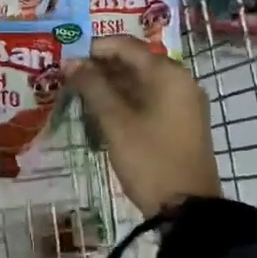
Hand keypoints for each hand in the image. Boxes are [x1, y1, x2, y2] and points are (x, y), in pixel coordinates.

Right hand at [65, 36, 221, 217]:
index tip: (66, 58)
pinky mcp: (181, 122)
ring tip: (79, 93)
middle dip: (101, 67)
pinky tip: (101, 110)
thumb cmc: (150, 159)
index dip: (94, 48)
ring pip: (141, 81)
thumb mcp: (116, 121)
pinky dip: (126, 100)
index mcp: (168, 73)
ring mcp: (183, 102)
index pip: (126, 45)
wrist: (189, 211)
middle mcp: (180, 80)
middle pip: (134, 61)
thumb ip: (92, 87)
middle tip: (69, 77)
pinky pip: (149, 98)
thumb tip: (71, 62)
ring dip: (111, 84)